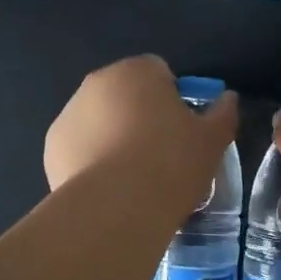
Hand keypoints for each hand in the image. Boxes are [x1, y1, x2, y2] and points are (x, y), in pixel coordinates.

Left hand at [44, 56, 238, 200]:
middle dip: (140, 116)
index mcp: (137, 71)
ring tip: (133, 177)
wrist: (117, 207)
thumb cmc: (171, 163)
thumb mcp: (212, 140)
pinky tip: (109, 188)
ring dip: (113, 137)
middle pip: (125, 94)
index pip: (159, 72)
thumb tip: (228, 99)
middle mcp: (97, 83)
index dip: (174, 99)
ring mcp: (69, 114)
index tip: (183, 130)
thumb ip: (223, 113)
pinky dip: (92, 160)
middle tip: (161, 154)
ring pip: (99, 121)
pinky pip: (80, 147)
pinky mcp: (52, 147)